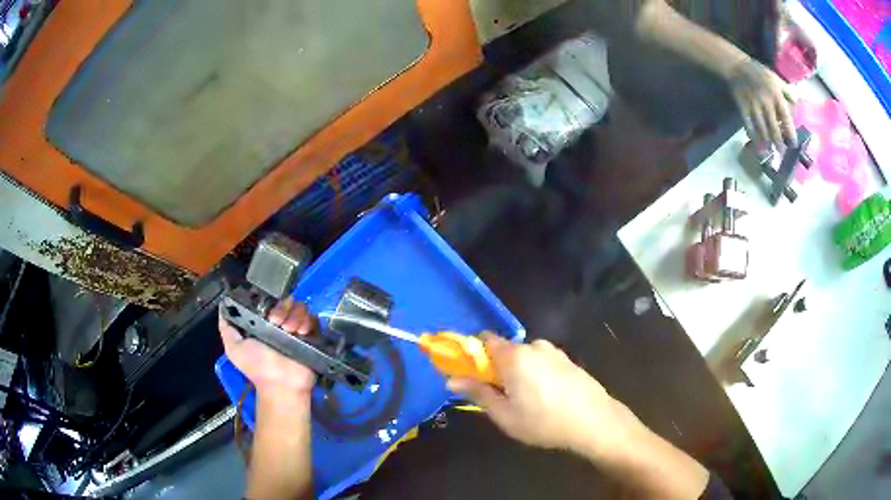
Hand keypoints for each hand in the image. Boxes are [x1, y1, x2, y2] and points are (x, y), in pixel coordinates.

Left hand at [218, 298, 316, 400]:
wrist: (281, 385)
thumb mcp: (234, 348)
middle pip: (285, 301)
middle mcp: (281, 324)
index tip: (267, 314)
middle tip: (278, 324)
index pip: (269, 301)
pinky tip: (301, 333)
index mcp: (263, 324)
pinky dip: (308, 322)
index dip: (268, 302)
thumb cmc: (257, 366)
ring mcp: (297, 329)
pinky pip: (313, 319)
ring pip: (299, 307)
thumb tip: (223, 305)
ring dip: (295, 316)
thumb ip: (226, 328)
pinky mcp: (311, 336)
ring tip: (290, 331)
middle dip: (282, 309)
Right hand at [448, 335, 626, 454]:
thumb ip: (478, 393)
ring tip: (527, 402)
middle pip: (506, 351)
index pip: (485, 339)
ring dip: (519, 373)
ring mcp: (555, 352)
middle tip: (501, 397)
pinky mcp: (569, 361)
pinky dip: (536, 375)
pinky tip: (546, 398)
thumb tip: (452, 380)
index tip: (470, 374)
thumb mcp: (504, 414)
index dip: (473, 354)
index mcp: (515, 356)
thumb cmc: (543, 421)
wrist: (595, 421)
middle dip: (498, 369)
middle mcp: (534, 346)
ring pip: (525, 358)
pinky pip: (543, 363)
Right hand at [727, 58, 796, 147]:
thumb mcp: (776, 79)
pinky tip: (756, 141)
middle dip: (779, 143)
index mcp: (776, 96)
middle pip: (774, 129)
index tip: (793, 144)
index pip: (786, 119)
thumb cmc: (760, 73)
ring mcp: (754, 107)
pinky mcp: (743, 108)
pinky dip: (753, 135)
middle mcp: (766, 104)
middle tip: (782, 152)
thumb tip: (797, 105)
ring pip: (762, 130)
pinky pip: (749, 126)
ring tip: (771, 151)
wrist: (737, 67)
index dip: (791, 133)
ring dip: (767, 142)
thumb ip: (787, 92)